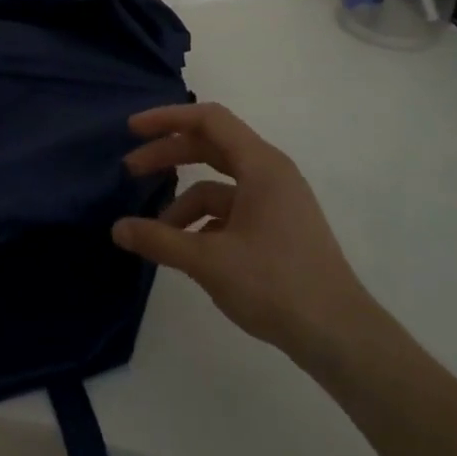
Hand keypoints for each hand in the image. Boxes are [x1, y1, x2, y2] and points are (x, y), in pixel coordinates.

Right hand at [112, 103, 379, 372]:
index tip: (132, 130)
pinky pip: (231, 210)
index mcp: (261, 166)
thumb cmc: (275, 285)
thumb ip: (159, 240)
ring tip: (155, 233)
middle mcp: (270, 174)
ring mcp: (276, 202)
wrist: (339, 336)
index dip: (167, 119)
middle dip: (168, 156)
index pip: (208, 120)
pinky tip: (186, 250)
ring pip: (218, 185)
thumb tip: (117, 229)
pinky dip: (203, 222)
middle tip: (129, 171)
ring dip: (183, 202)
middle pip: (210, 147)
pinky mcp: (277, 228)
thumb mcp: (208, 261)